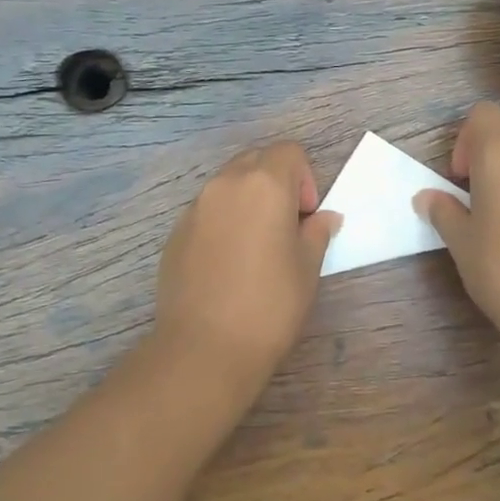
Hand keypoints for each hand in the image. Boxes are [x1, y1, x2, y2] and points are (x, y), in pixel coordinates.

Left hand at [153, 142, 341, 390]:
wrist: (204, 348)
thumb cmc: (269, 305)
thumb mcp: (307, 268)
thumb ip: (317, 232)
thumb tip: (324, 218)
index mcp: (264, 184)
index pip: (289, 152)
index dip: (304, 178)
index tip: (305, 217)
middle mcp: (225, 184)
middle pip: (255, 160)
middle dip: (275, 182)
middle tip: (285, 226)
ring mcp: (195, 207)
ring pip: (228, 184)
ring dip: (247, 200)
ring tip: (255, 246)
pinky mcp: (175, 232)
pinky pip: (206, 211)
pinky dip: (223, 221)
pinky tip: (227, 264)